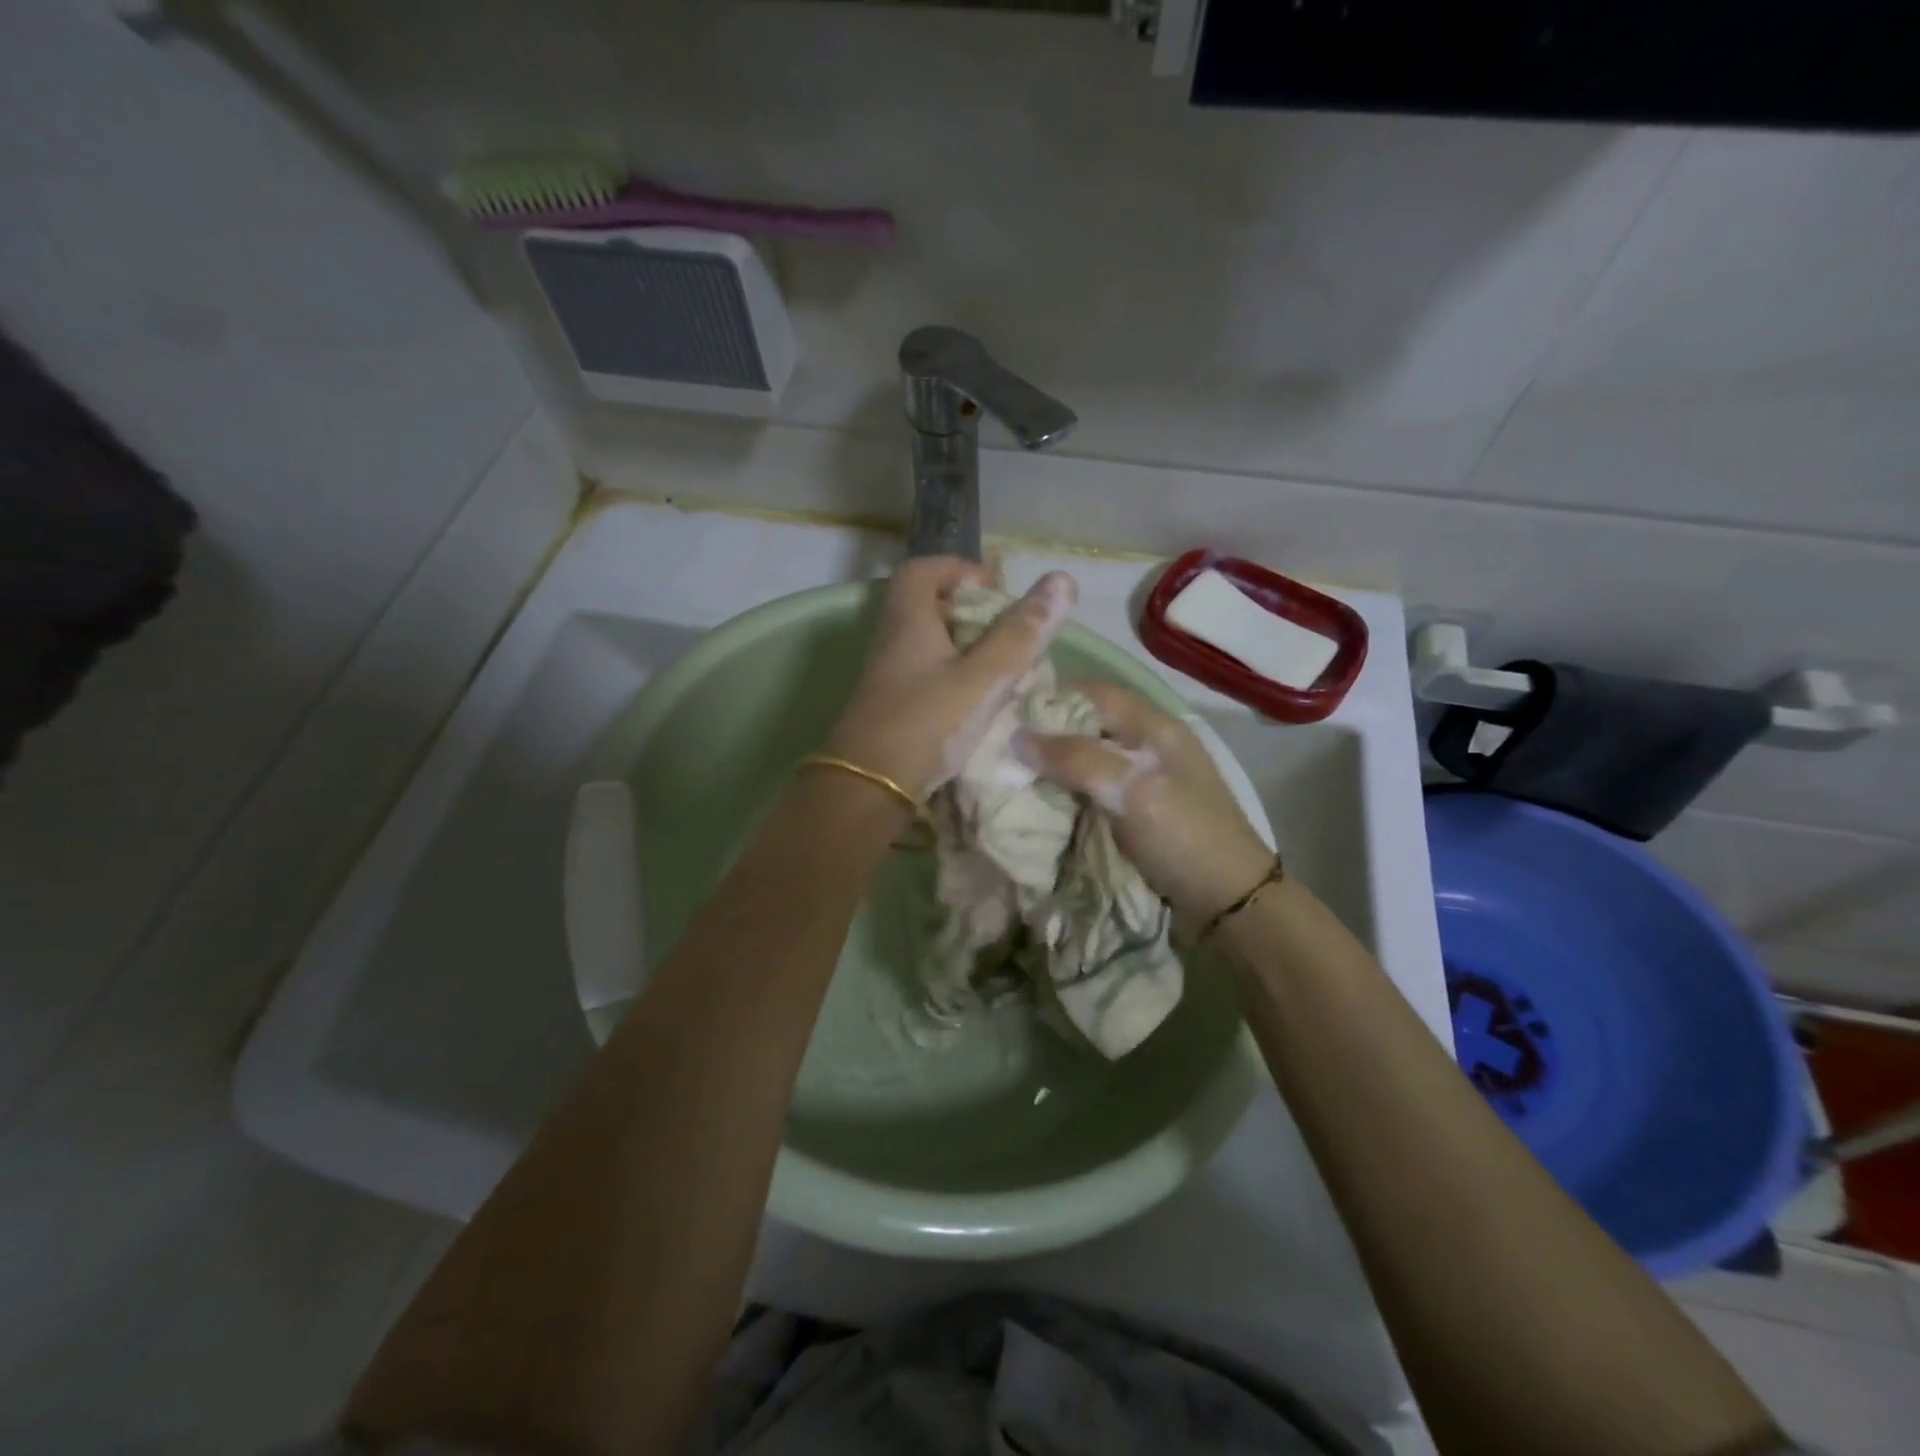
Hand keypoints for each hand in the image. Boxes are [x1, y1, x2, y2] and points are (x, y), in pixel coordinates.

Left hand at [826, 558, 1076, 799]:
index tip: (996, 594)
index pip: (925, 569)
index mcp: (909, 620)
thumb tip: (1063, 581)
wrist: (867, 789)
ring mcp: (889, 675)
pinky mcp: (892, 705)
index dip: (961, 571)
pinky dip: (955, 676)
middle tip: (1009, 635)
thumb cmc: (925, 725)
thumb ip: (1020, 635)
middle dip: (972, 613)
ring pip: (930, 643)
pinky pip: (927, 674)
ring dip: (967, 648)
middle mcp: (893, 640)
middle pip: (929, 605)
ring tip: (1003, 670)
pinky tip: (980, 702)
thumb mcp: (982, 679)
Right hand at [1016, 681, 1272, 920]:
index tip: (1007, 713)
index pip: (1093, 693)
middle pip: (1086, 726)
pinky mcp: (1134, 812)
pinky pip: (1090, 791)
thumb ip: (1076, 759)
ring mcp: (1141, 780)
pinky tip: (1038, 803)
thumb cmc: (1184, 835)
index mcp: (1154, 726)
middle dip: (1045, 736)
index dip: (1051, 697)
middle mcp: (1146, 745)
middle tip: (1000, 748)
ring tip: (1009, 775)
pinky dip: (1064, 794)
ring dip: (1052, 768)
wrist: (1227, 903)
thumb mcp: (1132, 790)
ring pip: (1085, 760)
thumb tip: (1017, 737)